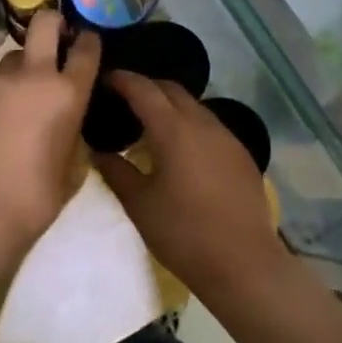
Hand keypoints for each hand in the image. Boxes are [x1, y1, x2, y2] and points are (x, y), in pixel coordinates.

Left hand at [0, 12, 100, 262]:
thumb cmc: (40, 193)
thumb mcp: (75, 161)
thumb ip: (75, 127)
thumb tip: (68, 114)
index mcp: (68, 92)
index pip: (86, 48)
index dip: (89, 40)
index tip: (87, 42)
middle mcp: (34, 76)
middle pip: (44, 23)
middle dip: (53, 22)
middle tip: (56, 38)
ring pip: (14, 55)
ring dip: (24, 64)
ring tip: (23, 92)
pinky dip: (2, 91)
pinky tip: (1, 118)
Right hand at [93, 72, 288, 301]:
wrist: (244, 264)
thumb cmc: (184, 233)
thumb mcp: (139, 204)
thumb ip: (116, 171)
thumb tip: (98, 151)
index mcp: (174, 130)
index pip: (144, 90)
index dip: (123, 80)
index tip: (105, 78)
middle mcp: (203, 123)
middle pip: (172, 90)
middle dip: (147, 87)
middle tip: (123, 99)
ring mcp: (227, 137)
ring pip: (194, 106)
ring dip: (170, 106)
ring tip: (149, 123)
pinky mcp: (241, 154)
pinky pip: (210, 125)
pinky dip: (189, 124)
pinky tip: (180, 147)